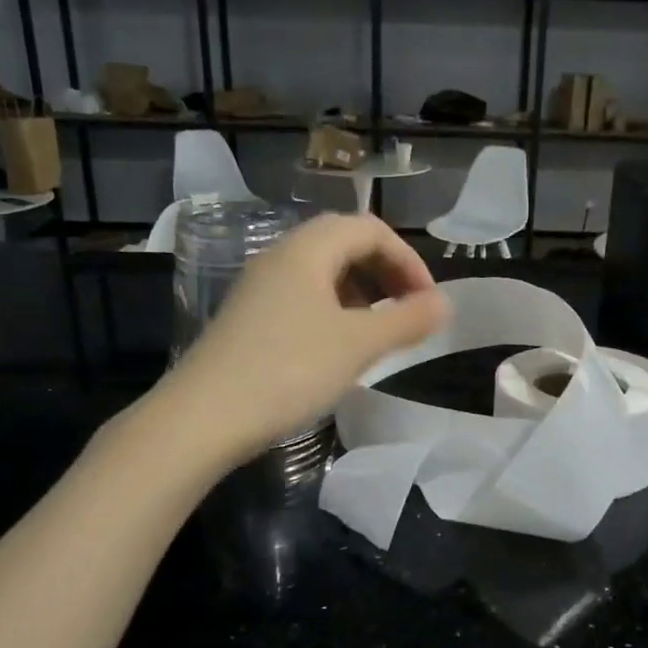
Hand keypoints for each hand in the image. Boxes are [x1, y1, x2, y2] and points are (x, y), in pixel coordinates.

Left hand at [151, 213, 450, 465]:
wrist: (202, 418)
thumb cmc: (288, 370)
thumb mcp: (358, 345)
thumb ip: (407, 320)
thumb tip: (445, 304)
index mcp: (307, 250)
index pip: (370, 229)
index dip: (408, 259)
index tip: (428, 301)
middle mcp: (280, 258)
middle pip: (344, 245)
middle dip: (385, 272)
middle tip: (409, 311)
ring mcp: (259, 289)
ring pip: (322, 273)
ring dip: (361, 293)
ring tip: (380, 332)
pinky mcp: (248, 319)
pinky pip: (303, 298)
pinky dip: (334, 311)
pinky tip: (340, 348)